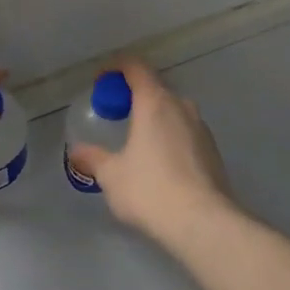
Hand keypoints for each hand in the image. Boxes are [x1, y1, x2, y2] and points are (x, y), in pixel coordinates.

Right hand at [69, 58, 234, 238]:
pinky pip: (186, 133)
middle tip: (116, 114)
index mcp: (155, 102)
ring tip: (137, 141)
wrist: (204, 222)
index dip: (116, 67)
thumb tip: (76, 152)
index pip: (135, 67)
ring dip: (154, 118)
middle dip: (134, 96)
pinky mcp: (213, 151)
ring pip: (173, 111)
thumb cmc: (151, 190)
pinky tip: (160, 164)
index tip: (101, 81)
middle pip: (155, 88)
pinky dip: (170, 137)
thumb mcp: (112, 175)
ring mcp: (201, 128)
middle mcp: (182, 106)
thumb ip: (93, 158)